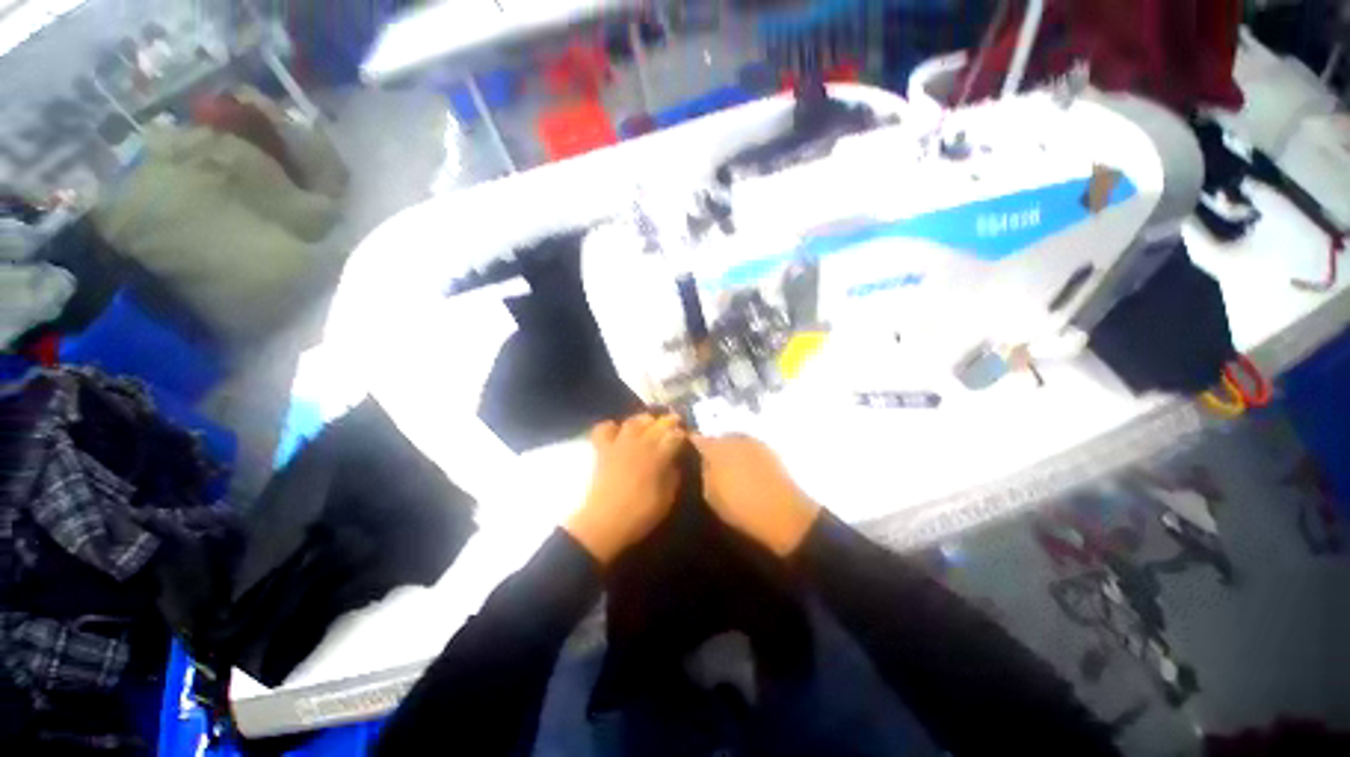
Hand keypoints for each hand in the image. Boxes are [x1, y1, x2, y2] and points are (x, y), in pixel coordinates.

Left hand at [565, 413, 686, 563]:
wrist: (604, 524)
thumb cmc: (640, 514)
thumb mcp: (667, 498)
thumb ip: (673, 475)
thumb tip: (674, 461)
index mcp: (658, 456)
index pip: (675, 436)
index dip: (682, 434)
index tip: (685, 436)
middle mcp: (640, 444)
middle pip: (657, 423)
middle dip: (667, 421)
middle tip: (673, 424)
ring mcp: (619, 444)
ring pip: (633, 421)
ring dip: (643, 420)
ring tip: (648, 424)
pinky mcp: (602, 449)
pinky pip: (604, 429)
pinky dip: (611, 427)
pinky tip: (617, 432)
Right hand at [691, 434, 820, 556]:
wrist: (782, 512)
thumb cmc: (740, 506)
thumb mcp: (711, 495)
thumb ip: (705, 473)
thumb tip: (704, 461)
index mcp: (715, 448)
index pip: (697, 438)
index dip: (692, 442)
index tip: (688, 447)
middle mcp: (733, 438)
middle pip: (717, 437)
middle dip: (713, 445)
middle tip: (710, 460)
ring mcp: (753, 441)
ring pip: (735, 440)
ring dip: (730, 448)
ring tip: (730, 465)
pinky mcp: (769, 449)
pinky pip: (750, 446)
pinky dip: (745, 454)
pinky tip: (747, 468)